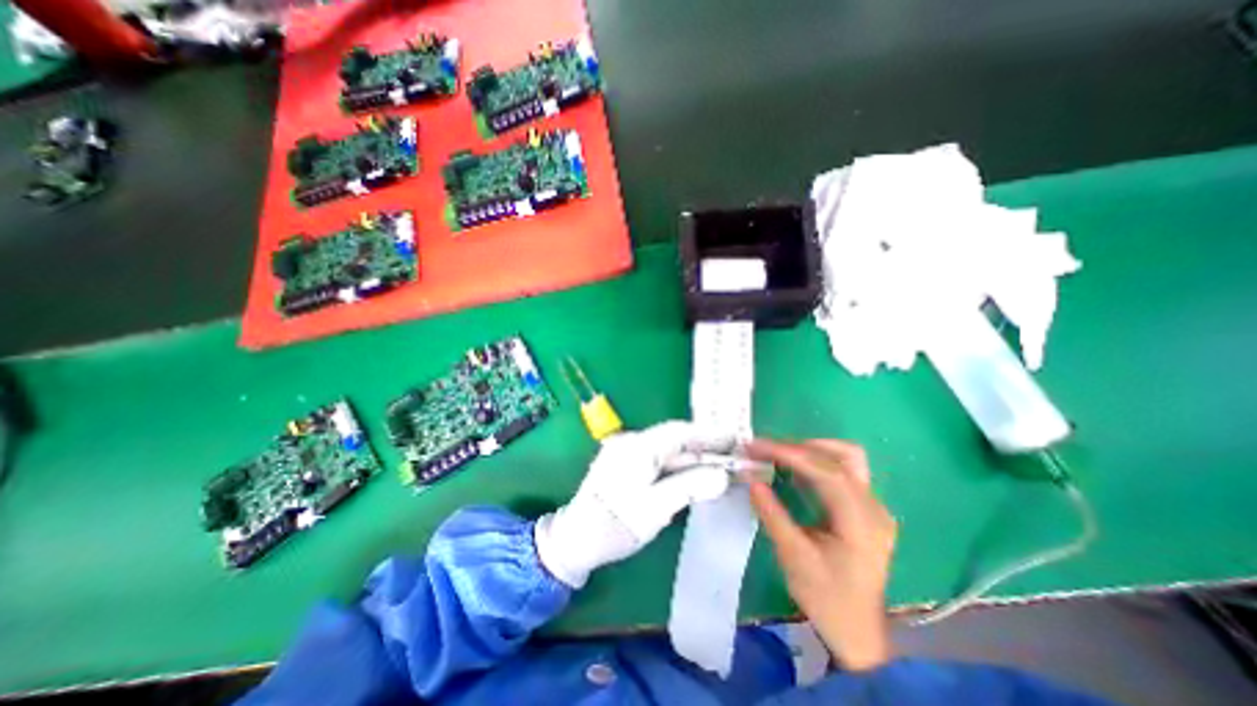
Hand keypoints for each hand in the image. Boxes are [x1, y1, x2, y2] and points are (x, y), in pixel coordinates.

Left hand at [533, 423, 732, 588]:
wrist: (574, 540)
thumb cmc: (614, 525)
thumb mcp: (656, 508)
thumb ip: (690, 487)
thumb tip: (723, 476)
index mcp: (637, 446)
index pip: (680, 432)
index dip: (709, 434)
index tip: (735, 439)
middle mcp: (632, 442)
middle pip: (675, 440)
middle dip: (705, 448)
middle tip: (735, 456)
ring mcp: (627, 452)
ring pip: (668, 451)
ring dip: (694, 459)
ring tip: (722, 466)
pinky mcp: (626, 464)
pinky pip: (659, 460)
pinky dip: (680, 467)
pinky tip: (695, 476)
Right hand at [739, 439, 897, 669]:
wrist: (858, 634)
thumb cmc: (826, 598)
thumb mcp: (794, 558)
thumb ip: (772, 514)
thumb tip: (751, 478)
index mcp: (861, 522)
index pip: (827, 471)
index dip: (790, 453)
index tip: (757, 447)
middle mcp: (874, 507)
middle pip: (841, 456)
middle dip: (798, 447)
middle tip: (762, 450)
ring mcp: (873, 506)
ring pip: (845, 458)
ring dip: (809, 450)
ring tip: (776, 455)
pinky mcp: (865, 509)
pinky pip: (842, 471)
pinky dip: (815, 463)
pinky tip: (793, 470)